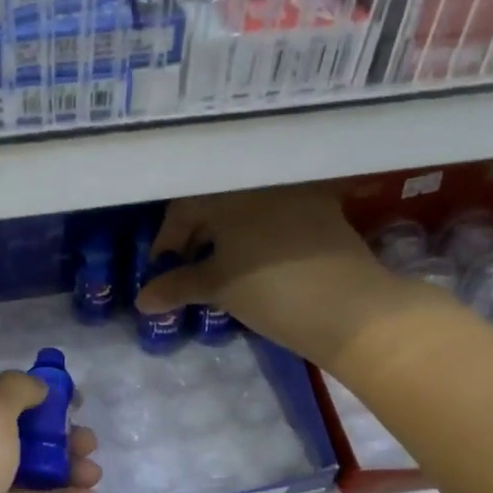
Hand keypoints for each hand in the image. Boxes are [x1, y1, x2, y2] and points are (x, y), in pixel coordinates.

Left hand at [0, 372, 100, 492]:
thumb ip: (18, 389)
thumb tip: (36, 386)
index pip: (7, 394)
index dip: (43, 396)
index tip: (76, 404)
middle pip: (22, 431)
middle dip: (60, 435)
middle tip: (90, 445)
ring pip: (28, 468)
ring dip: (64, 468)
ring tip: (94, 475)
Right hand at [137, 186, 426, 367]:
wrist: (351, 308)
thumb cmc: (271, 291)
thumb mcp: (218, 288)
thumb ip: (176, 287)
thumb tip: (141, 300)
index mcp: (230, 193)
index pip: (184, 208)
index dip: (167, 240)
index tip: (161, 269)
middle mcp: (262, 184)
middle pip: (216, 204)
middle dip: (196, 236)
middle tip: (186, 268)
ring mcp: (298, 195)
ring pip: (248, 209)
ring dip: (228, 234)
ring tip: (220, 266)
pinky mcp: (325, 213)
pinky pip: (278, 217)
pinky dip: (259, 236)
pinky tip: (258, 262)